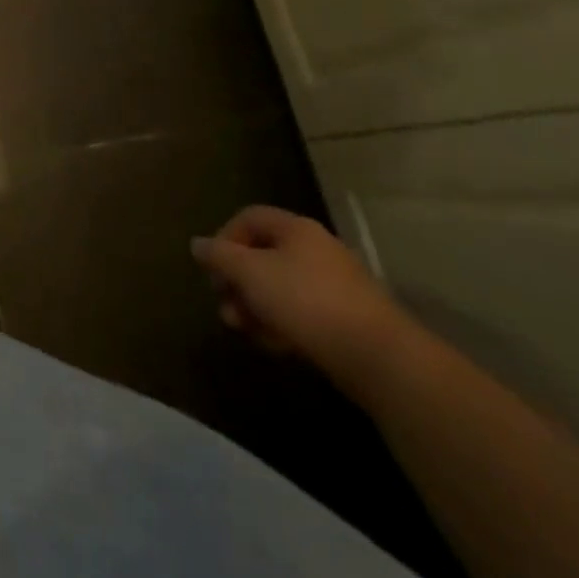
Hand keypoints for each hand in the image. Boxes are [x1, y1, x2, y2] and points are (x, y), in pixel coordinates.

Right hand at [191, 206, 410, 384]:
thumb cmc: (306, 302)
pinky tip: (276, 345)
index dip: (223, 239)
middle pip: (261, 256)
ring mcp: (333, 286)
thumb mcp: (250, 273)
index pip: (247, 218)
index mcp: (295, 229)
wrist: (380, 359)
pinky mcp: (345, 320)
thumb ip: (219, 255)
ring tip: (246, 331)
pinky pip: (301, 313)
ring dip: (255, 307)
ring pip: (279, 288)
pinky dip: (282, 325)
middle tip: (225, 306)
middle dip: (237, 282)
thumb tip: (197, 244)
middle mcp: (315, 250)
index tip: (213, 269)